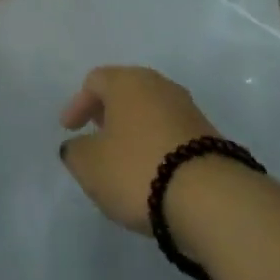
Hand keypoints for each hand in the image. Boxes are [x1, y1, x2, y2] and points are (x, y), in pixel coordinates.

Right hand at [58, 66, 222, 231]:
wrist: (210, 198)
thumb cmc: (138, 169)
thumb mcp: (90, 166)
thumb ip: (76, 152)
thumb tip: (78, 146)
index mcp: (127, 81)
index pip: (95, 81)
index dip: (78, 104)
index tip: (69, 129)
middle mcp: (158, 85)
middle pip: (126, 91)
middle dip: (108, 112)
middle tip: (96, 133)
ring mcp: (187, 108)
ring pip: (151, 111)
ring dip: (134, 129)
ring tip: (124, 157)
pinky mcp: (208, 135)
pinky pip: (171, 132)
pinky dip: (156, 144)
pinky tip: (152, 170)